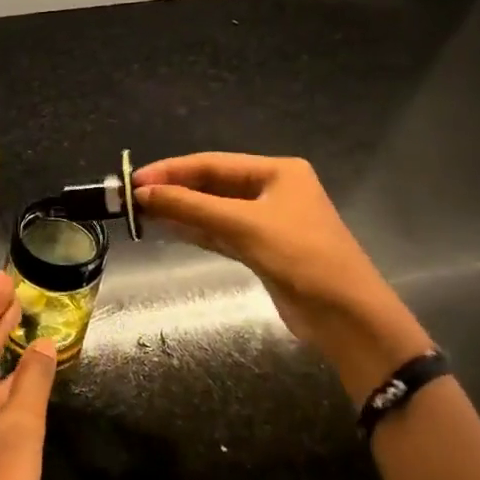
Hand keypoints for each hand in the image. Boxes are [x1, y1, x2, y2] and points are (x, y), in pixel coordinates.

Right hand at [133, 153, 432, 401]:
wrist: (346, 315)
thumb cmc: (301, 257)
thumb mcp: (244, 226)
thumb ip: (191, 206)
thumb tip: (142, 193)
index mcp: (277, 172)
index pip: (213, 163)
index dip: (171, 170)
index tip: (134, 181)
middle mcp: (272, 190)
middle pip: (212, 184)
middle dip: (174, 190)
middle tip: (133, 199)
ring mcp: (266, 221)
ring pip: (213, 209)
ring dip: (180, 210)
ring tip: (141, 213)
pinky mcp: (260, 249)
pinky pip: (219, 232)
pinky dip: (194, 230)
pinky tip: (167, 228)